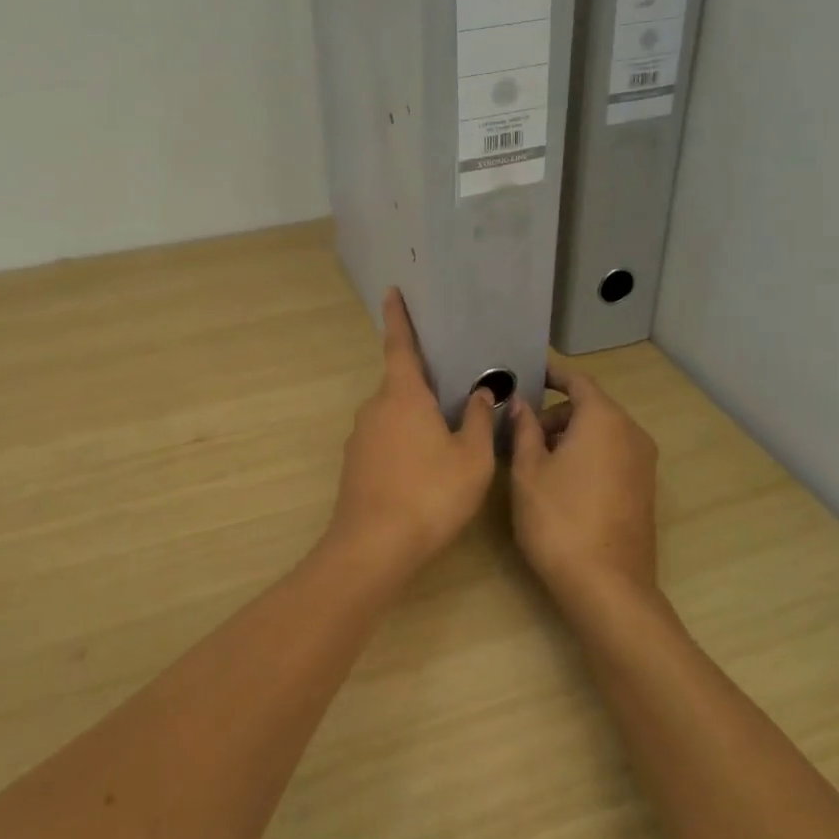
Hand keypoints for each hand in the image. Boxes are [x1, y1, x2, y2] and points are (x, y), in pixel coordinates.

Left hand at [327, 290, 498, 580]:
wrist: (373, 548)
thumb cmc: (430, 494)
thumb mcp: (472, 459)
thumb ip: (480, 422)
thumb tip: (482, 395)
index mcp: (403, 396)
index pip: (399, 345)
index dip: (397, 317)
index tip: (392, 291)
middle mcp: (375, 408)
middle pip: (401, 382)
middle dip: (424, 381)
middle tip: (455, 385)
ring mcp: (360, 436)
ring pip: (394, 414)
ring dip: (417, 416)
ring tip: (449, 432)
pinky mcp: (356, 464)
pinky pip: (385, 438)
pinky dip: (405, 440)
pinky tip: (425, 465)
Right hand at [509, 356, 659, 612]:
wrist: (607, 587)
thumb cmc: (559, 519)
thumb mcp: (528, 471)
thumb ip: (524, 429)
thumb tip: (521, 404)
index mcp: (603, 419)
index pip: (577, 381)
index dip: (552, 375)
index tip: (528, 375)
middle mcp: (631, 433)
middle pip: (590, 408)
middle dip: (555, 415)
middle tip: (522, 437)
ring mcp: (643, 463)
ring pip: (602, 433)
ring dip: (571, 437)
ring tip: (537, 463)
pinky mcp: (645, 489)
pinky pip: (613, 455)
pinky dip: (588, 455)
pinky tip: (563, 484)